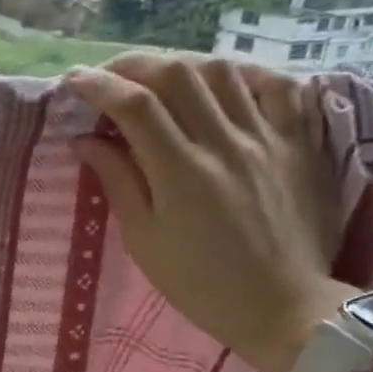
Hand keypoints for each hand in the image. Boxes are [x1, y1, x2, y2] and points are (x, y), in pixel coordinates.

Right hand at [67, 53, 352, 371]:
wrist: (282, 306)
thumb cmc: (199, 282)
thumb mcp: (144, 240)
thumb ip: (117, 181)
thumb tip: (84, 140)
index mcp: (180, 172)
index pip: (135, 105)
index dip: (100, 85)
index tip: (74, 81)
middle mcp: (223, 144)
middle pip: (177, 74)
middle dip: (135, 64)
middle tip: (111, 75)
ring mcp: (266, 139)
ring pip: (223, 71)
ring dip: (182, 65)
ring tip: (159, 78)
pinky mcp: (298, 144)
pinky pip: (277, 88)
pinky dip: (244, 74)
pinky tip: (222, 83)